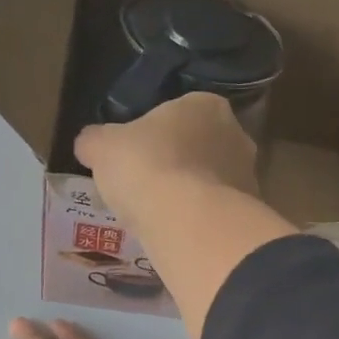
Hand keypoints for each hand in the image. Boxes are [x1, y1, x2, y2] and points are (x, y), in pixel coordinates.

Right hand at [75, 93, 259, 226]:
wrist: (189, 221)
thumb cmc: (146, 167)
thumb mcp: (103, 148)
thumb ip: (95, 141)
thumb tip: (88, 144)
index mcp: (204, 104)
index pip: (176, 113)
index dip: (152, 135)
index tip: (134, 157)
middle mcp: (235, 134)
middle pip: (198, 147)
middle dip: (176, 165)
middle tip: (146, 188)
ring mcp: (248, 175)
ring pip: (211, 182)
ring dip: (190, 195)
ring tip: (160, 217)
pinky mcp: (249, 214)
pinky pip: (217, 213)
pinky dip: (200, 221)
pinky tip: (178, 234)